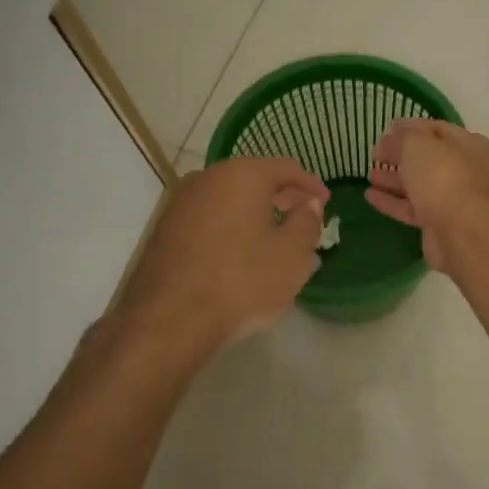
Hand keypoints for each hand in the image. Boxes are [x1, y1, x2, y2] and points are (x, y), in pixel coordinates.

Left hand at [119, 157, 328, 353]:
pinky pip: (207, 219)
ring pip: (228, 200)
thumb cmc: (242, 281)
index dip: (310, 185)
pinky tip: (239, 256)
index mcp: (241, 175)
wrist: (170, 319)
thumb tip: (307, 204)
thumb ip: (307, 221)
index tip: (325, 203)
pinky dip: (229, 229)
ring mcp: (179, 203)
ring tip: (272, 241)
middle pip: (253, 179)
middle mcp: (206, 178)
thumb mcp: (292, 255)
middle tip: (301, 219)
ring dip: (253, 214)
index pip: (285, 168)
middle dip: (281, 197)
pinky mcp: (163, 230)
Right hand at [366, 120, 488, 273]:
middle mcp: (467, 171)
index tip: (386, 128)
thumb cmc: (442, 176)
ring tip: (369, 173)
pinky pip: (413, 208)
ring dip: (394, 178)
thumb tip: (388, 140)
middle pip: (429, 158)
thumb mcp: (417, 144)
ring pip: (420, 185)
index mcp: (470, 145)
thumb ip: (400, 138)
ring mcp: (454, 199)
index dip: (411, 127)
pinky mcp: (439, 223)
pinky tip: (369, 195)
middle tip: (375, 152)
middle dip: (401, 155)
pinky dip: (392, 201)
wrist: (459, 232)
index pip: (438, 129)